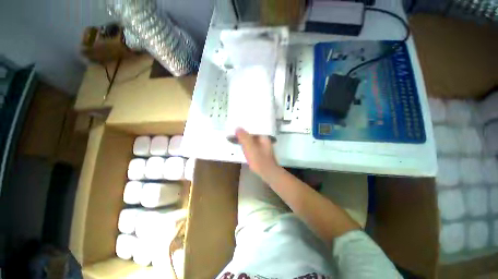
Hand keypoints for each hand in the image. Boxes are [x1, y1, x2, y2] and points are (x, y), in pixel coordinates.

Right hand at [236, 128, 278, 179]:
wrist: (267, 173)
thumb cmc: (259, 159)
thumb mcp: (250, 147)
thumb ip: (244, 137)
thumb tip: (237, 128)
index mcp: (263, 136)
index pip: (254, 127)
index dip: (245, 126)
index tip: (237, 125)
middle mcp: (264, 140)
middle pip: (253, 133)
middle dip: (244, 132)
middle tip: (235, 131)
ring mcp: (263, 146)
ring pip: (252, 139)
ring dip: (245, 138)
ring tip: (236, 137)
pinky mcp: (260, 152)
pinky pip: (252, 145)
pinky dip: (247, 144)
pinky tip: (242, 145)